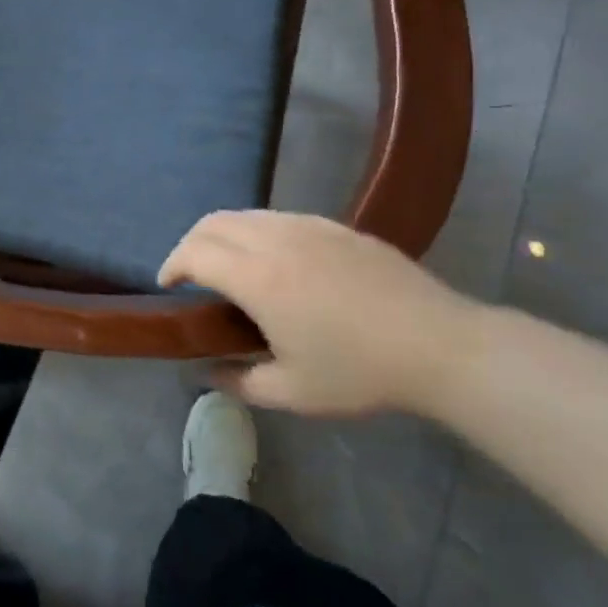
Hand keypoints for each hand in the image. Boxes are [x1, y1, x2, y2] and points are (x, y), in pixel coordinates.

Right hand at [159, 210, 485, 416]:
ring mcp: (308, 227)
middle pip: (213, 222)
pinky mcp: (335, 226)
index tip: (168, 286)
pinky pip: (278, 216)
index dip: (172, 265)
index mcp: (258, 278)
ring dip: (222, 234)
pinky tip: (274, 259)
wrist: (439, 344)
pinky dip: (256, 230)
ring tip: (227, 265)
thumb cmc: (360, 371)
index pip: (195, 253)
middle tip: (190, 274)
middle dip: (190, 244)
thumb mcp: (292, 392)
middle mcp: (275, 240)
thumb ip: (239, 381)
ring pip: (246, 214)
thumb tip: (206, 372)